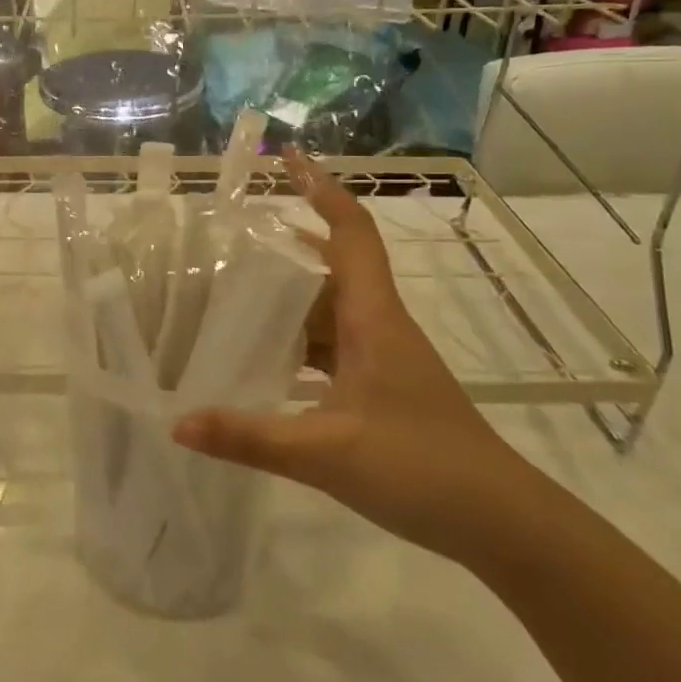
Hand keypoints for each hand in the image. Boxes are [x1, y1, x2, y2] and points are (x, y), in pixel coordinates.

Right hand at [173, 150, 535, 562]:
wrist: (502, 523)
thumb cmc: (422, 469)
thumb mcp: (326, 453)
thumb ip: (250, 437)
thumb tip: (178, 423)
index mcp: (372, 318)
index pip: (351, 233)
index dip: (322, 190)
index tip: (290, 158)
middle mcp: (378, 325)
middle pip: (332, 265)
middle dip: (285, 244)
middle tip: (230, 239)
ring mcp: (382, 357)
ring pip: (328, 309)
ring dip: (287, 297)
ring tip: (231, 295)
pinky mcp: (381, 387)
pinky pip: (330, 346)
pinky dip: (295, 341)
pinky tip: (261, 360)